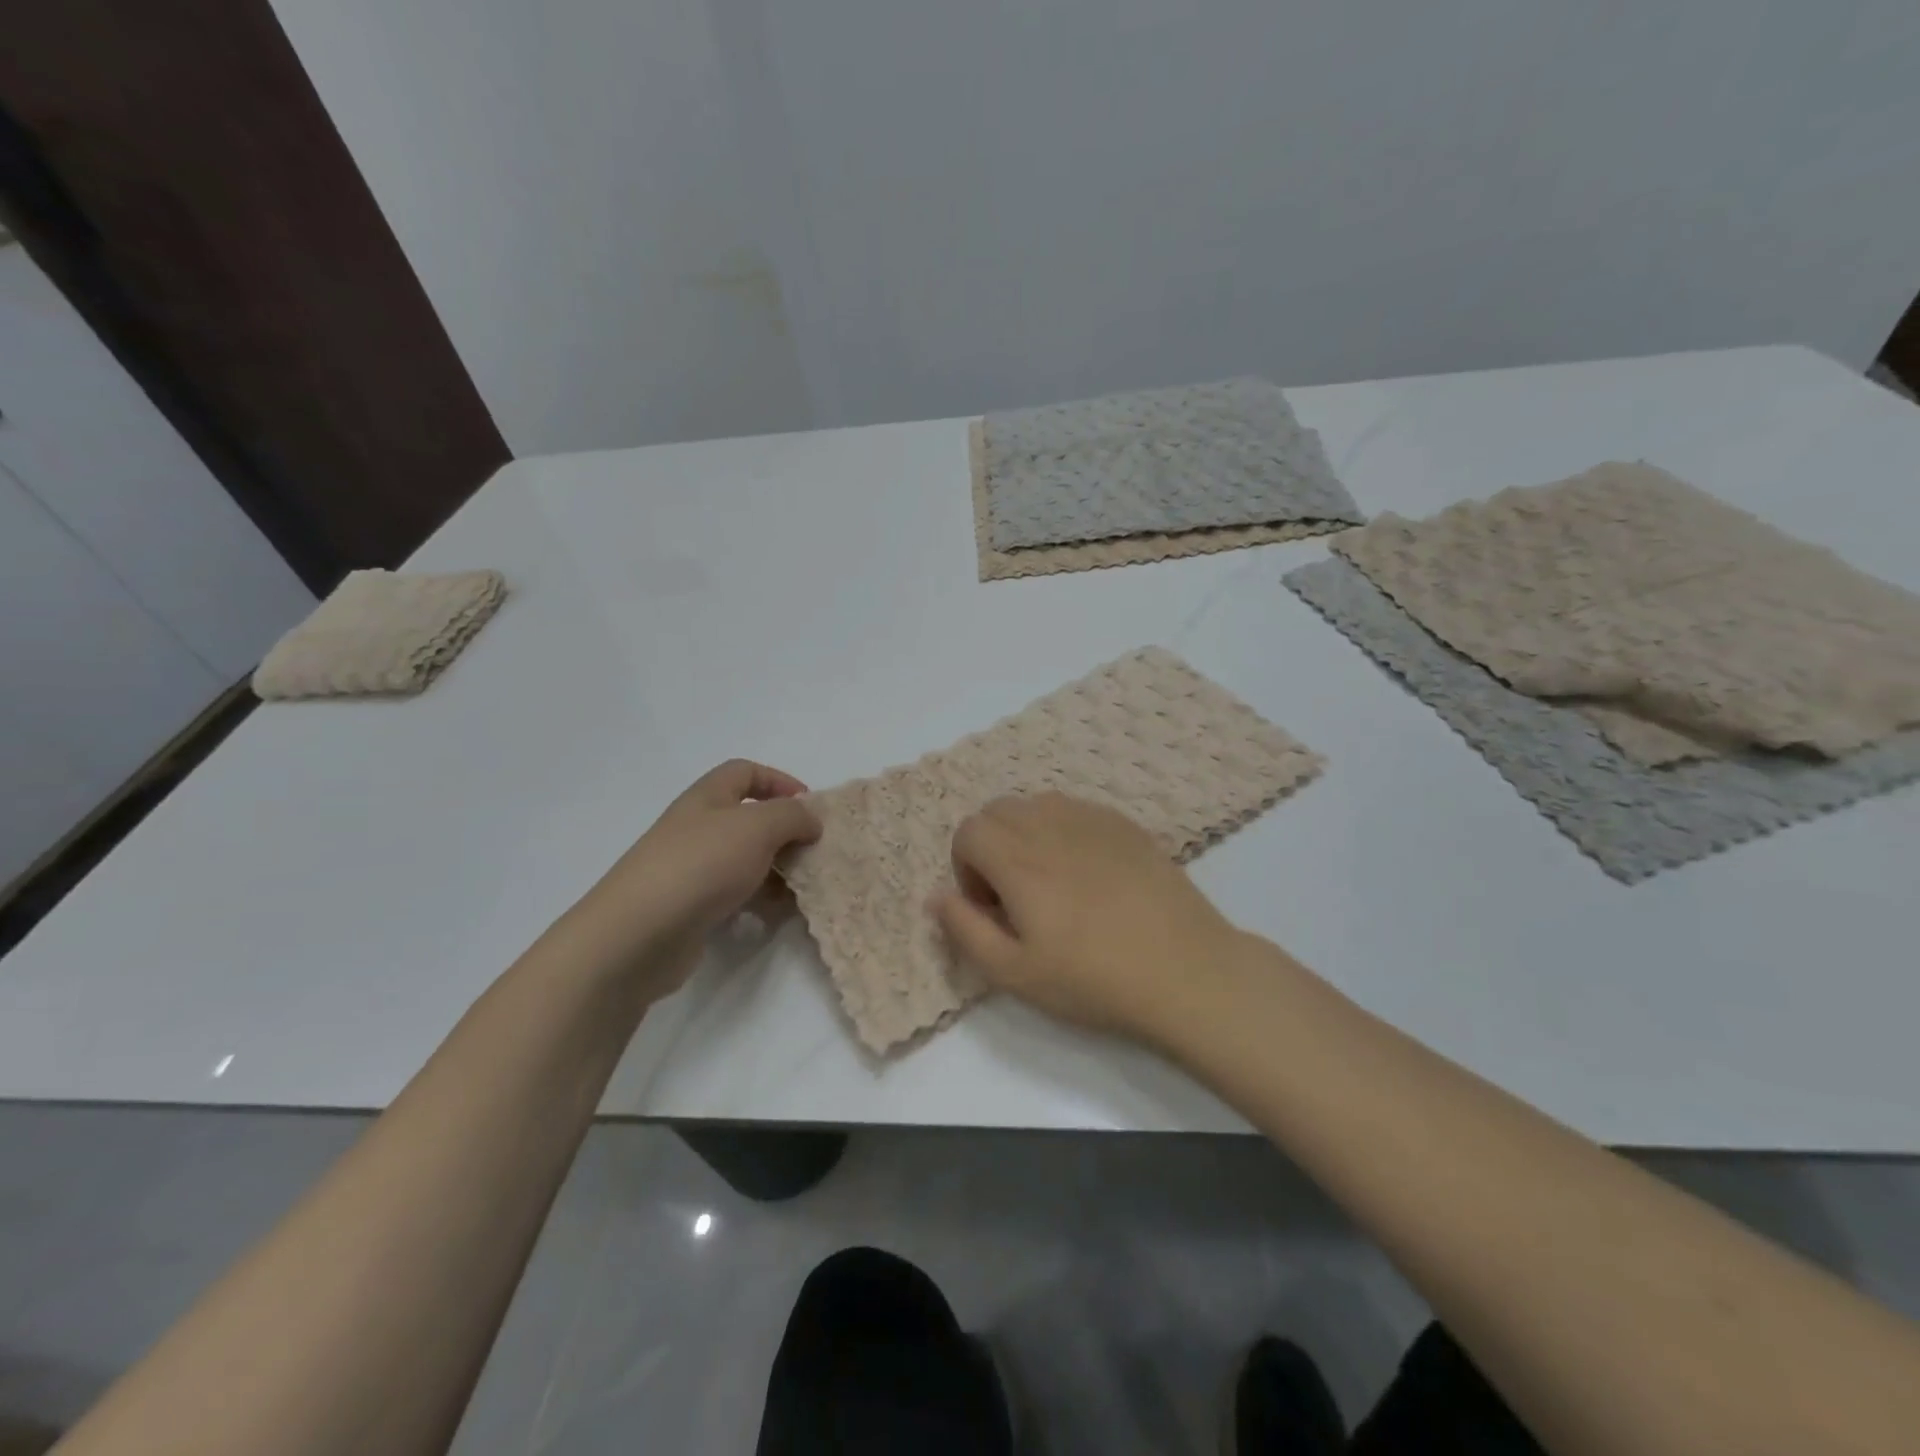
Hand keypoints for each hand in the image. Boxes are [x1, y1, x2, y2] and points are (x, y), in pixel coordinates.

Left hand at [561, 760, 820, 999]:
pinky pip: (735, 895)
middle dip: (785, 832)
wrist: (638, 934)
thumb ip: (792, 816)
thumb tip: (810, 819)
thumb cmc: (701, 865)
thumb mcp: (757, 827)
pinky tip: (775, 915)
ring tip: (802, 887)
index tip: (811, 808)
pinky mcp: (691, 907)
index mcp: (707, 798)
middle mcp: (697, 827)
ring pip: (745, 859)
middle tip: (813, 851)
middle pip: (748, 818)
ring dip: (776, 870)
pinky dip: (758, 901)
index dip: (780, 781)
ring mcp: (691, 869)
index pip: (746, 772)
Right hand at [932, 792, 1246, 1042]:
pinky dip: (1065, 831)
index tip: (993, 907)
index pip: (968, 830)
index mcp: (1017, 858)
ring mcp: (1092, 819)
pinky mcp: (1126, 824)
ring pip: (1037, 804)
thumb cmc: (1092, 978)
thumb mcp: (1014, 972)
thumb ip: (964, 929)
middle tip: (1017, 896)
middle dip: (991, 847)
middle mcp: (1050, 824)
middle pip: (997, 810)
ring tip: (1052, 882)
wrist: (1184, 969)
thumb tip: (936, 895)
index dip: (967, 868)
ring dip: (1027, 834)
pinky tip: (1091, 875)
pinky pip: (1076, 810)